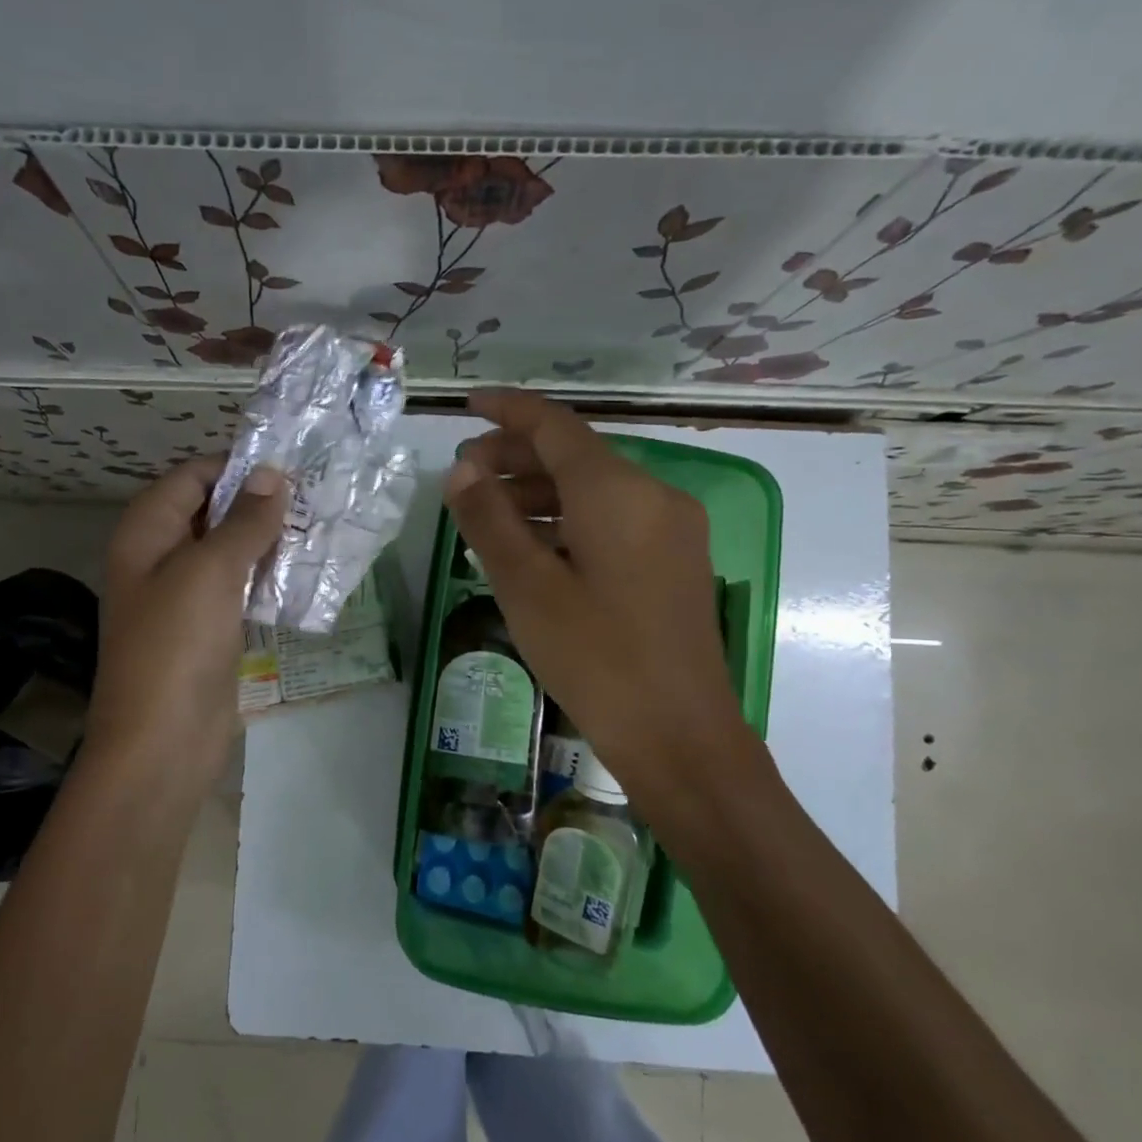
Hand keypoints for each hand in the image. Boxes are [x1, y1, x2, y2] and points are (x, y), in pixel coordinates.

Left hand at [82, 456, 286, 793]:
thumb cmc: (177, 645)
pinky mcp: (208, 630)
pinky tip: (303, 574)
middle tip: (314, 497)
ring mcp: (184, 597)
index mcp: (146, 532)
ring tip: (318, 529)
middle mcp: (160, 558)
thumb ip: (243, 521)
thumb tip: (271, 475)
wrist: (162, 743)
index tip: (290, 468)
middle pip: (210, 512)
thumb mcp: (211, 571)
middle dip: (257, 503)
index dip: (237, 467)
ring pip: (229, 552)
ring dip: (267, 541)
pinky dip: (266, 578)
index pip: (191, 477)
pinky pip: (237, 590)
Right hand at [443, 390, 758, 807]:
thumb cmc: (595, 659)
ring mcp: (672, 531)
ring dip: (540, 492)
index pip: (556, 426)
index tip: (468, 404)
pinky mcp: (676, 563)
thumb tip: (461, 470)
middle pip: (576, 456)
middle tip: (464, 475)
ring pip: (595, 490)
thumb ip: (489, 519)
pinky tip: (535, 547)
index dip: (508, 410)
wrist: (680, 738)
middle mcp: (654, 496)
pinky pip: (614, 520)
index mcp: (617, 492)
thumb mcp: (527, 587)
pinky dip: (569, 520)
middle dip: (517, 456)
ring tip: (488, 514)